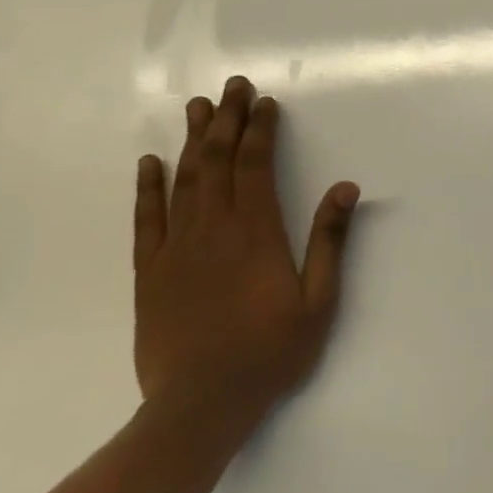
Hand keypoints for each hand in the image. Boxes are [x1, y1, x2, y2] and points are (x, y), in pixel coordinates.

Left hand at [133, 75, 358, 427]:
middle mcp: (213, 229)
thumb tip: (345, 187)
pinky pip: (147, 219)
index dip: (261, 130)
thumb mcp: (318, 300)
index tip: (265, 103)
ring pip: (184, 180)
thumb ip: (329, 241)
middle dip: (228, 120)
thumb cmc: (270, 352)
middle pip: (219, 161)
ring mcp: (176, 249)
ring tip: (198, 107)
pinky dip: (147, 187)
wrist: (200, 405)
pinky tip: (149, 162)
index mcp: (256, 232)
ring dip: (193, 140)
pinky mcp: (150, 272)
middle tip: (233, 86)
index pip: (256, 165)